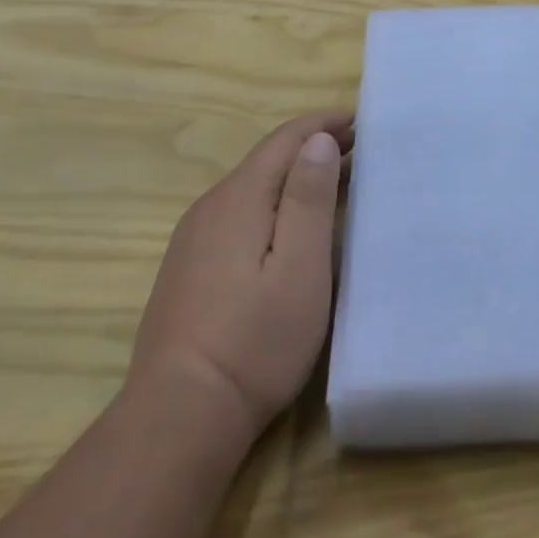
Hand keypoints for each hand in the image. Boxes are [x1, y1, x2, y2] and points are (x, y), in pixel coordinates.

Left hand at [129, 110, 353, 439]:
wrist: (178, 416)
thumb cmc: (255, 340)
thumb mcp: (300, 267)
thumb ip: (309, 198)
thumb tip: (318, 140)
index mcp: (239, 197)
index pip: (286, 139)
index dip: (323, 124)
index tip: (360, 120)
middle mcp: (211, 206)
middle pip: (267, 159)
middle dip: (312, 146)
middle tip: (358, 148)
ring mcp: (193, 238)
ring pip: (251, 186)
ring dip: (293, 175)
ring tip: (333, 181)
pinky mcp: (187, 267)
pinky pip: (237, 213)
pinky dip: (272, 202)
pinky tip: (287, 226)